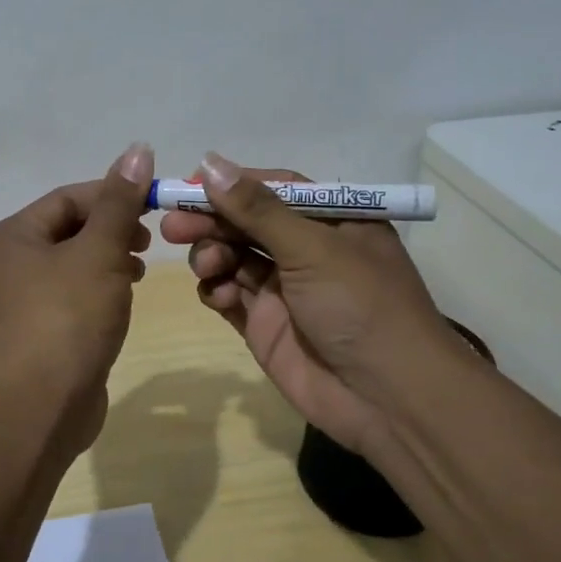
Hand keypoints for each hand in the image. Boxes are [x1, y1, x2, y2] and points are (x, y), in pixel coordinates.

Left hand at [0, 143, 155, 453]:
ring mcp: (25, 299)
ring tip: (140, 269)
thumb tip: (138, 149)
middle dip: (113, 229)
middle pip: (70, 228)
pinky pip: (76, 293)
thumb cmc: (69, 316)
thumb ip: (120, 202)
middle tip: (148, 241)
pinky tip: (126, 296)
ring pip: (75, 262)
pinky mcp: (43, 329)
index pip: (68, 198)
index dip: (113, 195)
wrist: (42, 403)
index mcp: (13, 236)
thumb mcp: (100, 251)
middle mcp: (11, 262)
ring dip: (110, 258)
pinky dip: (102, 287)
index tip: (155, 204)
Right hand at [159, 154, 476, 457]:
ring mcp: (284, 290)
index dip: (232, 185)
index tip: (190, 184)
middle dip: (210, 221)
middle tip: (172, 228)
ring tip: (208, 267)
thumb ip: (258, 209)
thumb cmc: (361, 306)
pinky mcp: (265, 325)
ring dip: (212, 255)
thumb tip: (210, 162)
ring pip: (232, 257)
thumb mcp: (313, 248)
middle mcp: (307, 250)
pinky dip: (217, 291)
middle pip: (246, 223)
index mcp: (332, 221)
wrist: (388, 399)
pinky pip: (229, 295)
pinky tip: (219, 296)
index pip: (274, 189)